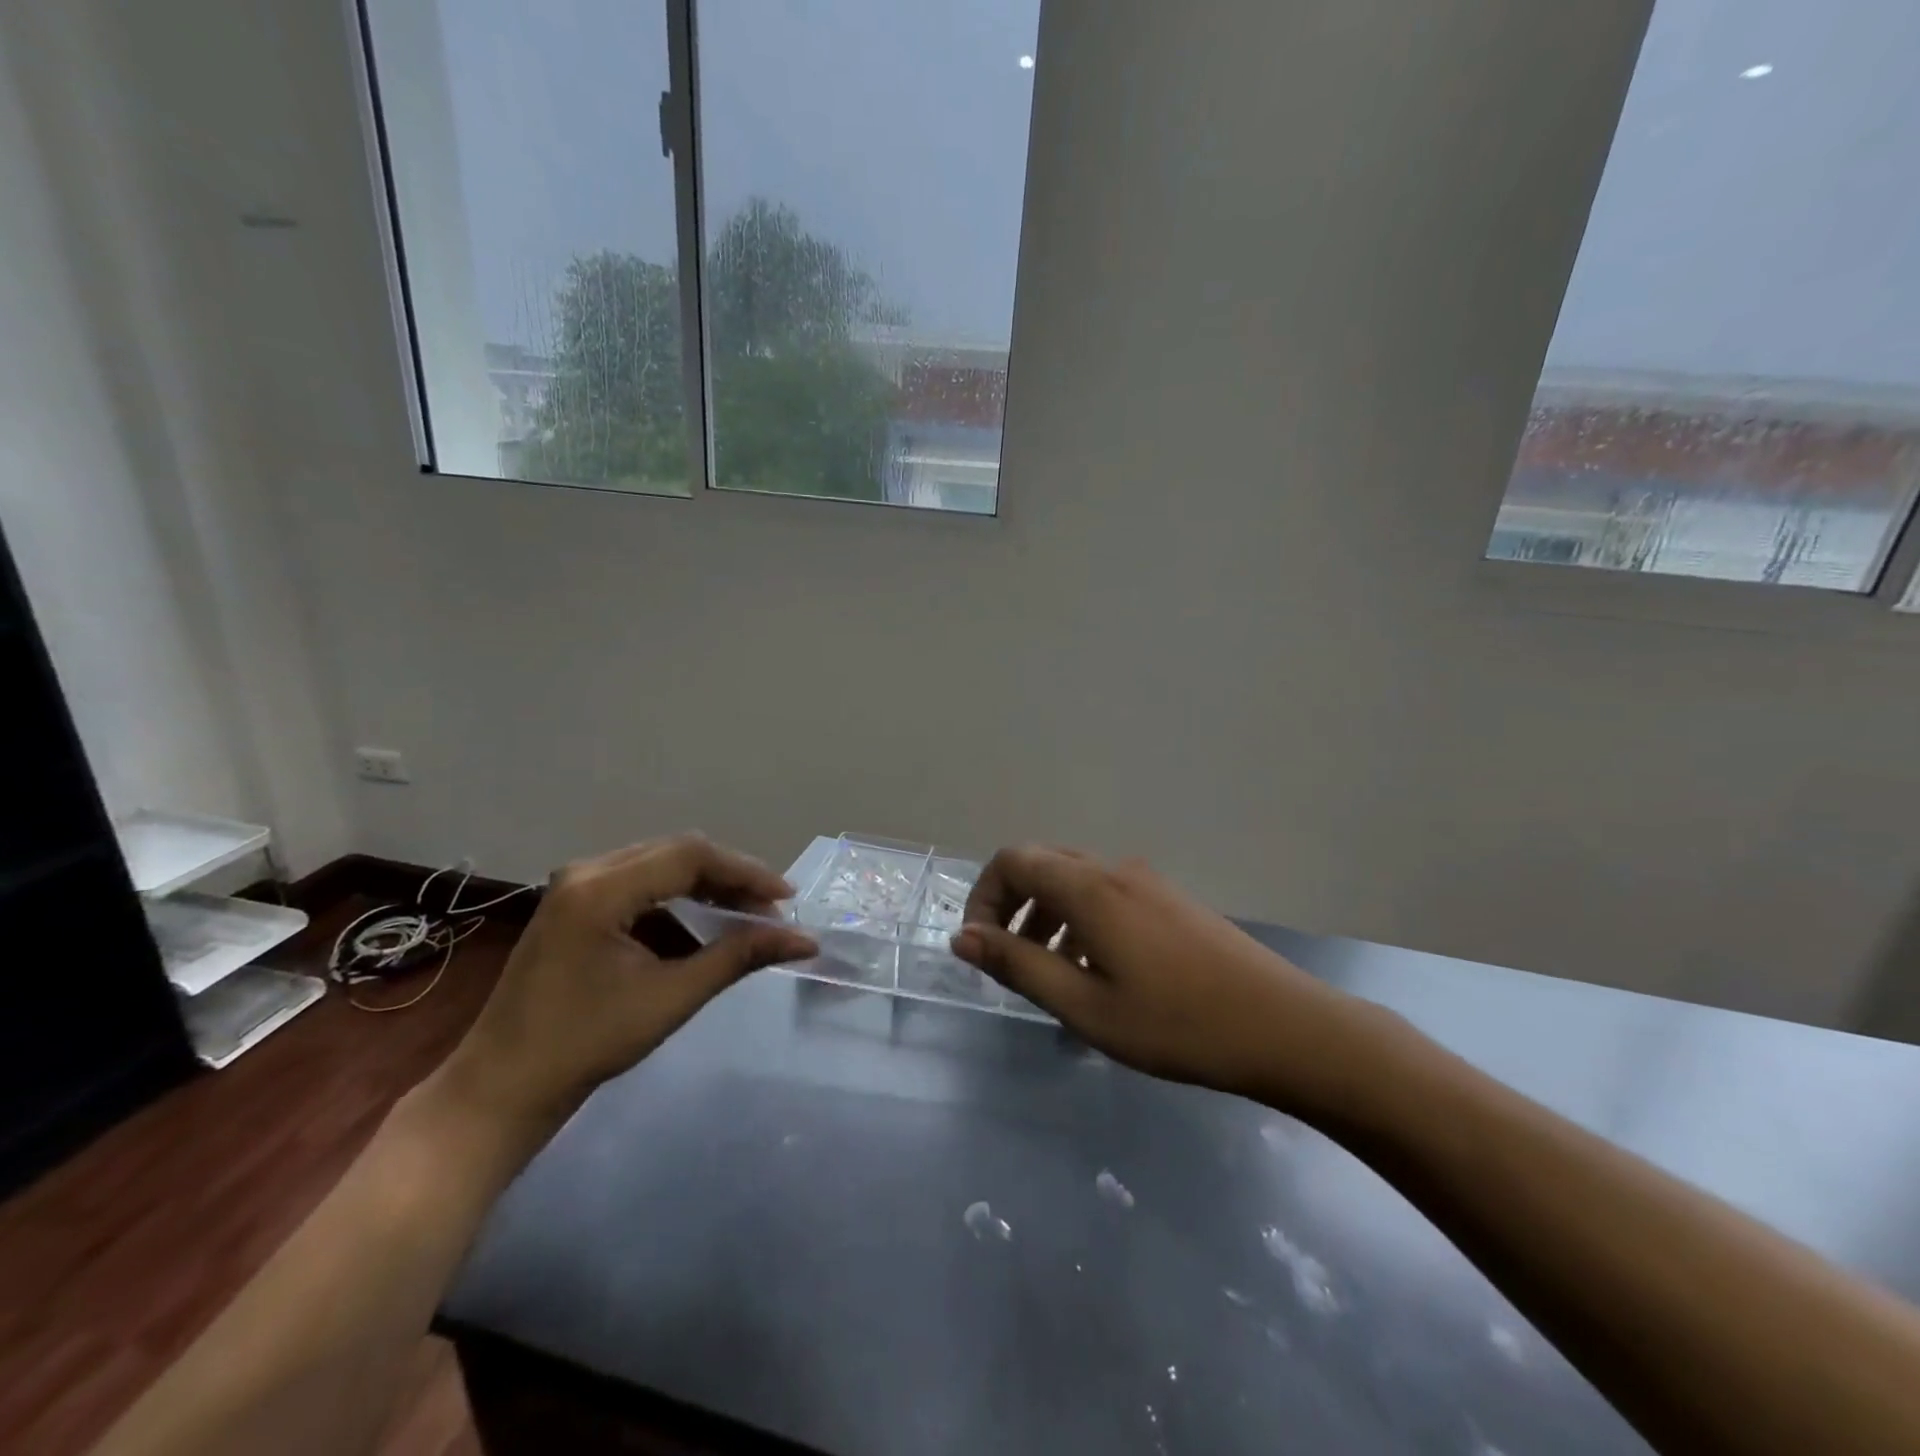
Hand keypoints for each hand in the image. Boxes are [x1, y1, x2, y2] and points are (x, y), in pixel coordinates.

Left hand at [438, 835, 816, 1137]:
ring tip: (747, 918)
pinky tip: (703, 927)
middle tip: (772, 911)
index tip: (787, 900)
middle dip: (731, 878)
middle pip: (677, 853)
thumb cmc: (585, 1044)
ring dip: (707, 887)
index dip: (746, 872)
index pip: (691, 856)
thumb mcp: (671, 997)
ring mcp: (576, 886)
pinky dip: (679, 901)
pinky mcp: (575, 905)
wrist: (502, 1088)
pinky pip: (641, 885)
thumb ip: (739, 957)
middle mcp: (586, 872)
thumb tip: (804, 940)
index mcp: (600, 888)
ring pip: (661, 866)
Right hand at [951, 846, 1371, 1116]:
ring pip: (1075, 880)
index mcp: (1089, 888)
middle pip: (1042, 864)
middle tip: (1008, 960)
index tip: (980, 948)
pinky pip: (1106, 894)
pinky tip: (1097, 970)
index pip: (1012, 861)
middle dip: (1012, 905)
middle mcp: (1115, 871)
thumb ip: (1018, 965)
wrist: (1284, 1027)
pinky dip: (1080, 920)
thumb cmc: (1176, 1024)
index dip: (983, 897)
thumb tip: (963, 936)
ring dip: (1045, 915)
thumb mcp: (1084, 1005)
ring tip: (1049, 972)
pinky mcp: (1171, 901)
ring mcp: (1148, 882)